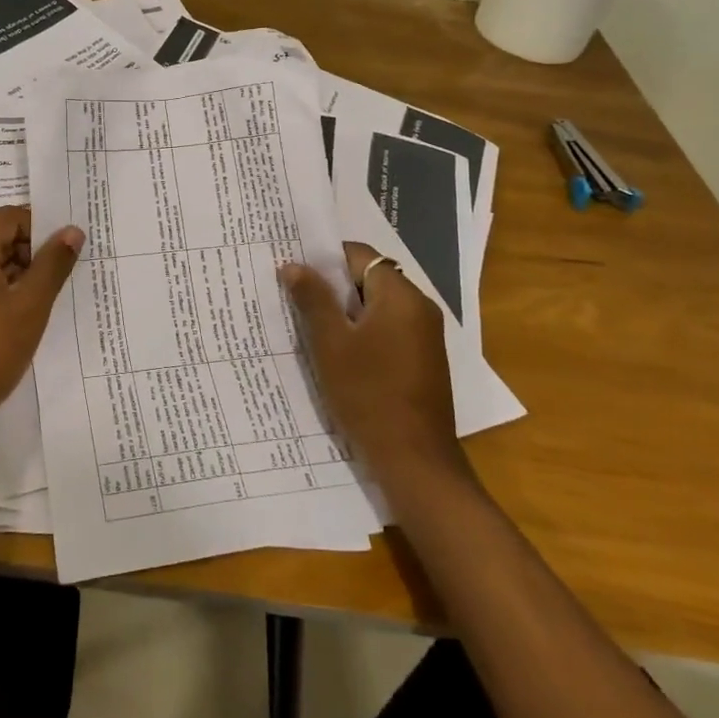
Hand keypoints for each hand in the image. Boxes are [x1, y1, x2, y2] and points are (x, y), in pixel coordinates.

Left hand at [0, 207, 83, 446]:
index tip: (65, 255)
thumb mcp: (29, 308)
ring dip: (14, 278)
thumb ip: (52, 265)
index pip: (10, 217)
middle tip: (57, 283)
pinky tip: (12, 324)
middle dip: (30, 255)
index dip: (41, 229)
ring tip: (39, 306)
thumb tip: (72, 230)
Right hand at [279, 243, 466, 484]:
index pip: (359, 254)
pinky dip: (362, 332)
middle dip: (331, 286)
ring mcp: (424, 336)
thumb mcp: (331, 344)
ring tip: (308, 324)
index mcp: (401, 295)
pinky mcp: (422, 360)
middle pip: (368, 278)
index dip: (324, 258)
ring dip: (344, 312)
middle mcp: (419, 307)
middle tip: (294, 296)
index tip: (294, 270)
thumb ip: (313, 299)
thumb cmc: (369, 395)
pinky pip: (387, 329)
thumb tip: (293, 265)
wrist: (415, 462)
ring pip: (376, 306)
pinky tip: (336, 352)